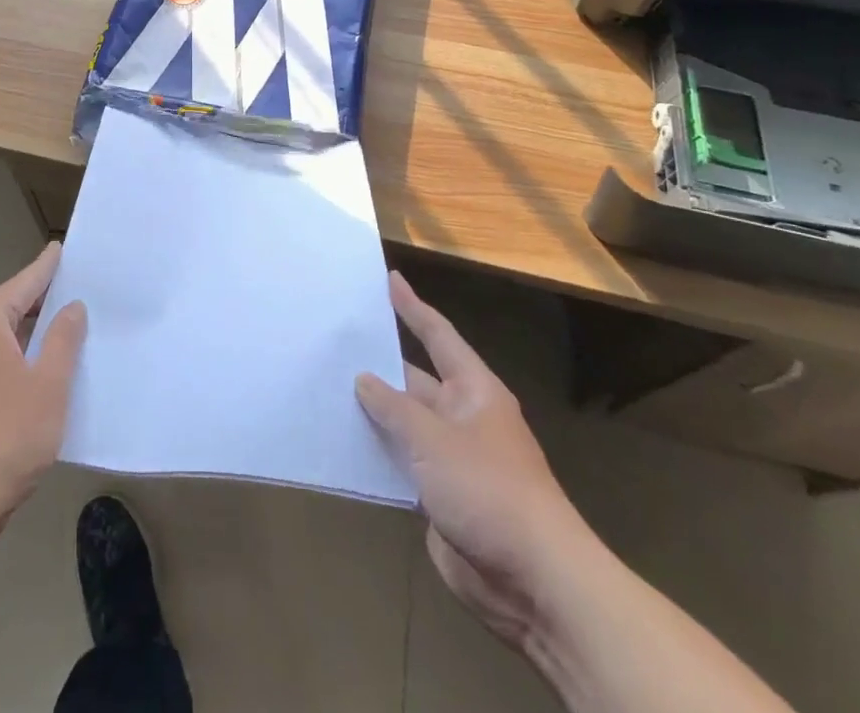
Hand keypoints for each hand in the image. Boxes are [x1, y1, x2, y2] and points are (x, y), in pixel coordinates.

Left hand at [0, 243, 87, 528]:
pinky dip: (15, 357)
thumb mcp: (50, 382)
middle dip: (40, 301)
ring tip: (63, 327)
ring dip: (28, 334)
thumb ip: (64, 338)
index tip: (60, 249)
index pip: (23, 285)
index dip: (46, 268)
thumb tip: (71, 308)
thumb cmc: (7, 433)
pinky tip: (38, 369)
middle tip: (74, 289)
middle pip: (8, 309)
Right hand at [356, 272, 599, 648]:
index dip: (412, 307)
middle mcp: (463, 416)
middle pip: (414, 379)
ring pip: (404, 423)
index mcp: (474, 390)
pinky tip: (343, 442)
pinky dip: (377, 451)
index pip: (437, 335)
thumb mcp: (433, 440)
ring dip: (374, 411)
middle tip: (335, 339)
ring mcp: (452, 457)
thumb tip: (363, 378)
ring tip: (325, 386)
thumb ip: (393, 407)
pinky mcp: (441, 495)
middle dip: (379, 363)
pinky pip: (402, 462)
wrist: (534, 581)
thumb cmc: (488, 490)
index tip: (389, 279)